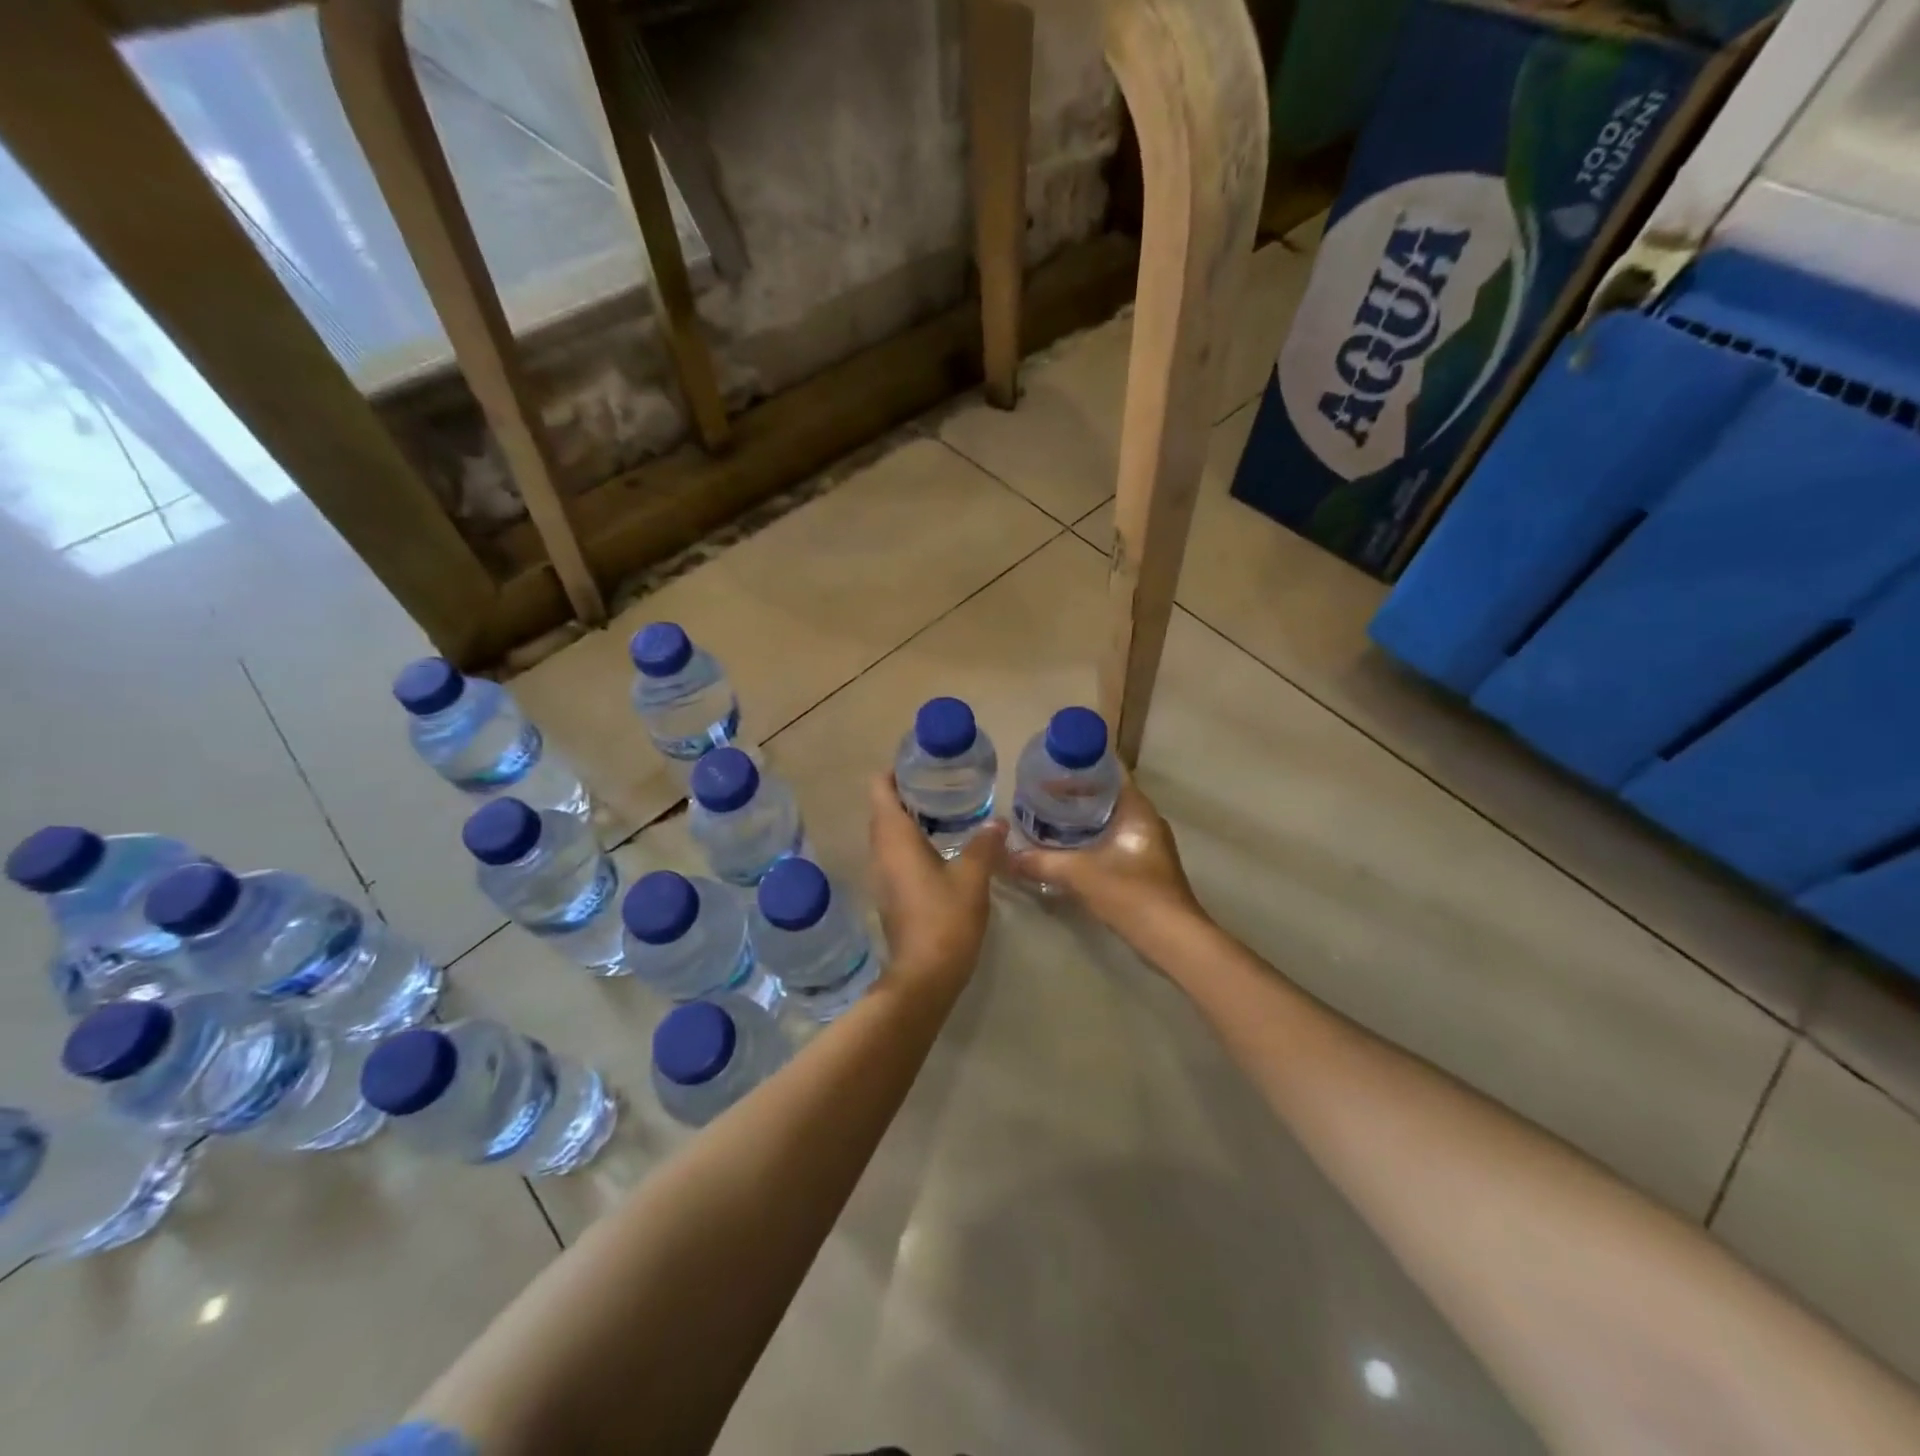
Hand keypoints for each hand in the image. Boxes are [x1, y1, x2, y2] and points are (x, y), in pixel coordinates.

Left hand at [868, 775, 1007, 996]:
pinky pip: (895, 854)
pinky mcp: (890, 893)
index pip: (879, 789)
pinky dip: (912, 842)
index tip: (921, 764)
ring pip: (889, 833)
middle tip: (942, 782)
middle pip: (883, 808)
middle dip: (907, 791)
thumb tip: (996, 821)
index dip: (894, 771)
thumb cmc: (945, 919)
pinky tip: (942, 846)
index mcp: (894, 838)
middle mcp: (880, 851)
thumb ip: (984, 844)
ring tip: (945, 808)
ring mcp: (881, 875)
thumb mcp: (972, 877)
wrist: (924, 976)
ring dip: (910, 817)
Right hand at [1008, 781, 1204, 945]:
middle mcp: (1146, 821)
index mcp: (1137, 809)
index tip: (1052, 765)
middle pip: (1107, 795)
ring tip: (1048, 817)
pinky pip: (1112, 841)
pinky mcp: (1144, 867)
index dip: (1082, 765)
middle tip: (1041, 792)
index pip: (1110, 771)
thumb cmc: (1131, 893)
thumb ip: (1042, 862)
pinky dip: (1090, 840)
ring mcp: (1147, 845)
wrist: (1172, 939)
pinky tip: (1066, 849)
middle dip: (1076, 793)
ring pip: (1109, 820)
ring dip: (1082, 819)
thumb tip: (1007, 856)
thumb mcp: (1079, 874)